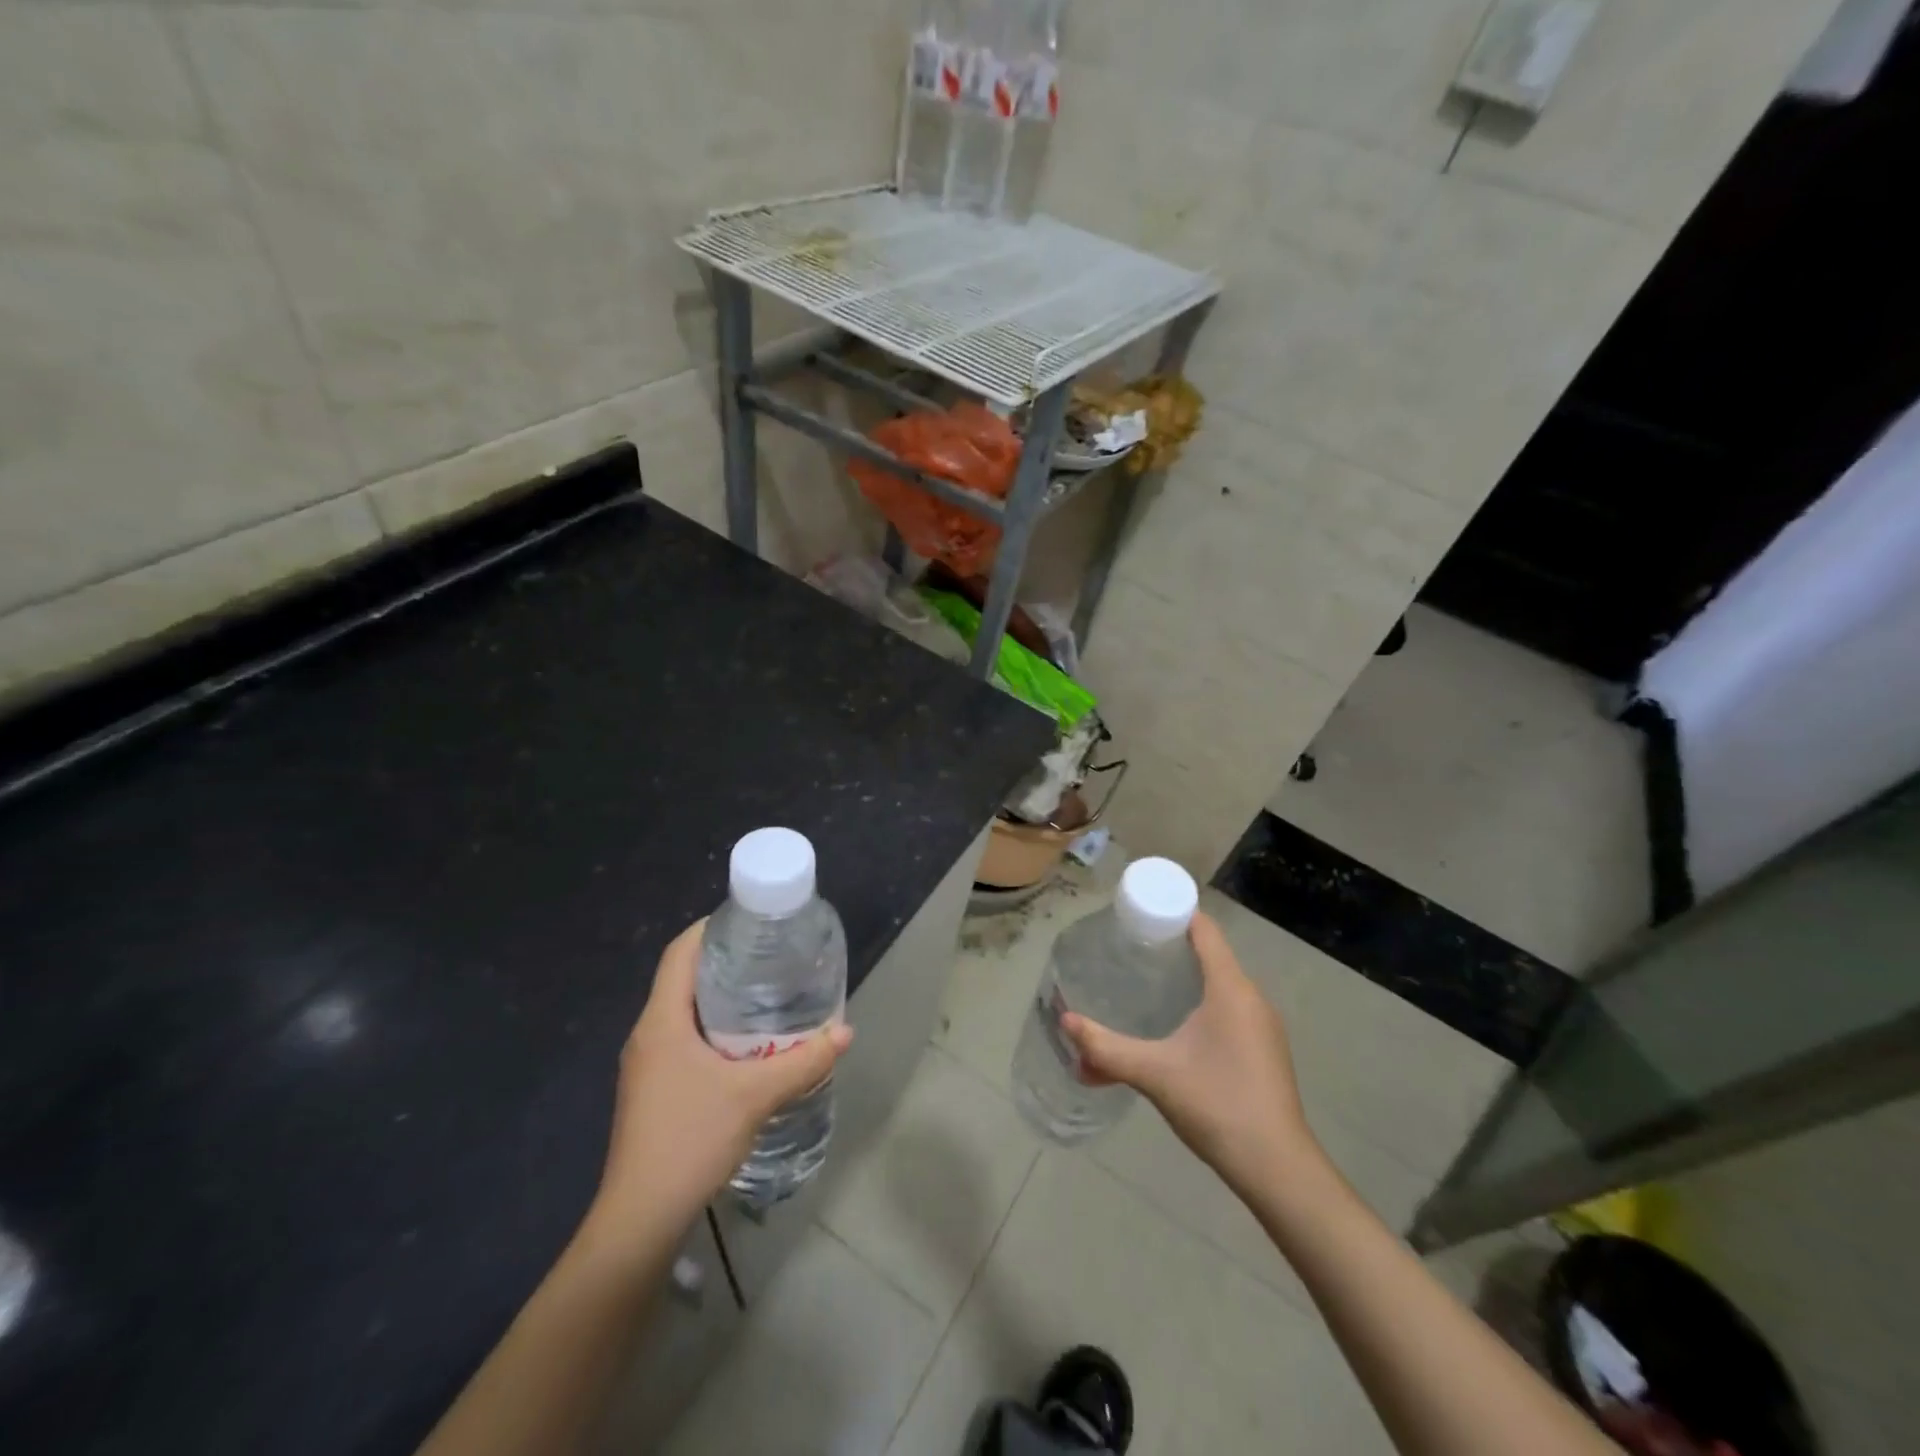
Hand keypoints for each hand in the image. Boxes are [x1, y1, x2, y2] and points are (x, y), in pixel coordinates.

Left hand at [589, 920, 852, 1239]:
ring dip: (721, 999)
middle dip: (725, 963)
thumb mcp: (755, 1096)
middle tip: (771, 956)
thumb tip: (845, 1032)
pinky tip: (747, 1046)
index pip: (679, 953)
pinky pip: (684, 1040)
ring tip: (767, 994)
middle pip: (683, 979)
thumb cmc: (690, 1140)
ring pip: (684, 1012)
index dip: (710, 928)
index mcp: (661, 1021)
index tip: (750, 921)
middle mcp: (648, 1035)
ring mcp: (647, 1065)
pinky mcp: (653, 1090)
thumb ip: (803, 1062)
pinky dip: (714, 1030)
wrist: (639, 1220)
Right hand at [1062, 910, 1318, 1199]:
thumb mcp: (1154, 1073)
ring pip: (1221, 986)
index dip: (1174, 914)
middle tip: (1130, 950)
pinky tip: (1175, 1028)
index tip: (1139, 914)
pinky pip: (1229, 1010)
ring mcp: (1263, 1027)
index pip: (1205, 931)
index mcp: (1232, 989)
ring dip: (1186, 980)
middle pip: (1211, 955)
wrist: (1277, 1169)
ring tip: (1145, 984)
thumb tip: (1065, 1022)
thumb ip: (1106, 1049)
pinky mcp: (1264, 1052)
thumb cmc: (1217, 1105)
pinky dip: (1201, 1005)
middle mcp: (1252, 999)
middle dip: (1172, 948)